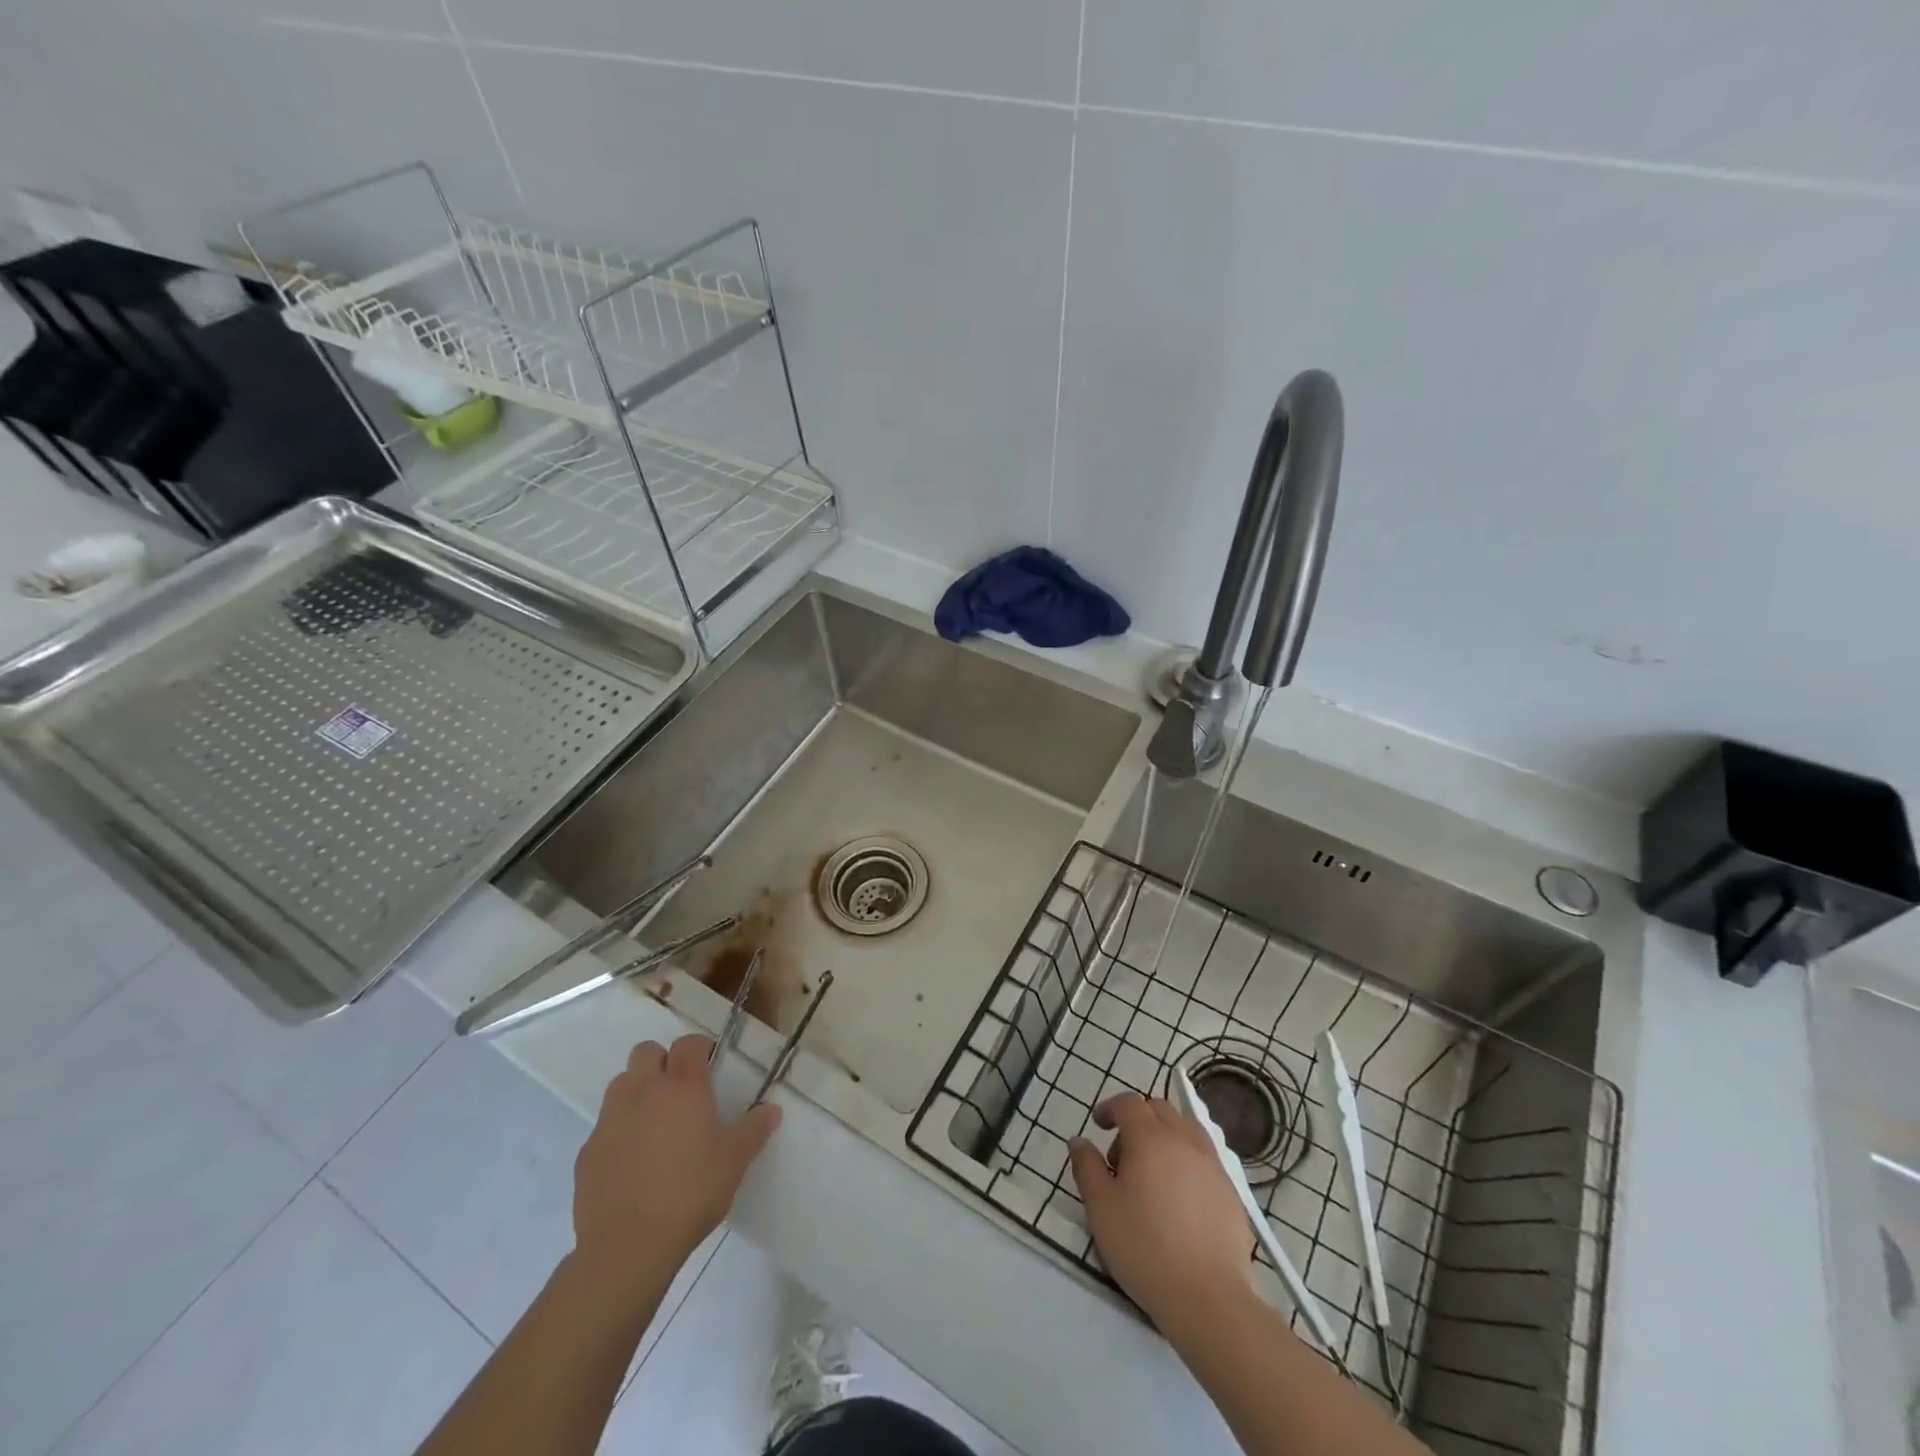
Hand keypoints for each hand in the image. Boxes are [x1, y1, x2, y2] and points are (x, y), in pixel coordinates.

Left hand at [573, 1035, 781, 1286]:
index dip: (700, 1048)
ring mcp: (609, 1120)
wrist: (628, 1248)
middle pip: (646, 1052)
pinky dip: (619, 1131)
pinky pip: (604, 1126)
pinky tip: (633, 1161)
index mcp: (681, 1086)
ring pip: (621, 1084)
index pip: (688, 1043)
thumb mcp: (735, 1162)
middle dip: (663, 1062)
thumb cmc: (690, 1194)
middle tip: (681, 1091)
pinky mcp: (587, 1152)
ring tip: (655, 1122)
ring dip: (637, 1091)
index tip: (710, 1065)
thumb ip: (754, 1130)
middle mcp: (642, 1092)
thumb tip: (771, 1110)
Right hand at [1068, 1091, 1255, 1337]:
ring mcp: (1213, 1164)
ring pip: (1186, 1130)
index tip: (1098, 1124)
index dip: (1110, 1108)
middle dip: (1137, 1121)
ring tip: (1153, 1173)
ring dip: (1165, 1137)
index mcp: (1150, 1138)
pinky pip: (1205, 1158)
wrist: (1208, 1297)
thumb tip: (1079, 1140)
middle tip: (1122, 1157)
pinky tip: (1180, 1198)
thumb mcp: (1101, 1208)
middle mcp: (1184, 1140)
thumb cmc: (1144, 1247)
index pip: (1129, 1103)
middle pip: (1159, 1110)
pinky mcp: (1231, 1191)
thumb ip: (1087, 1167)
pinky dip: (1187, 1161)